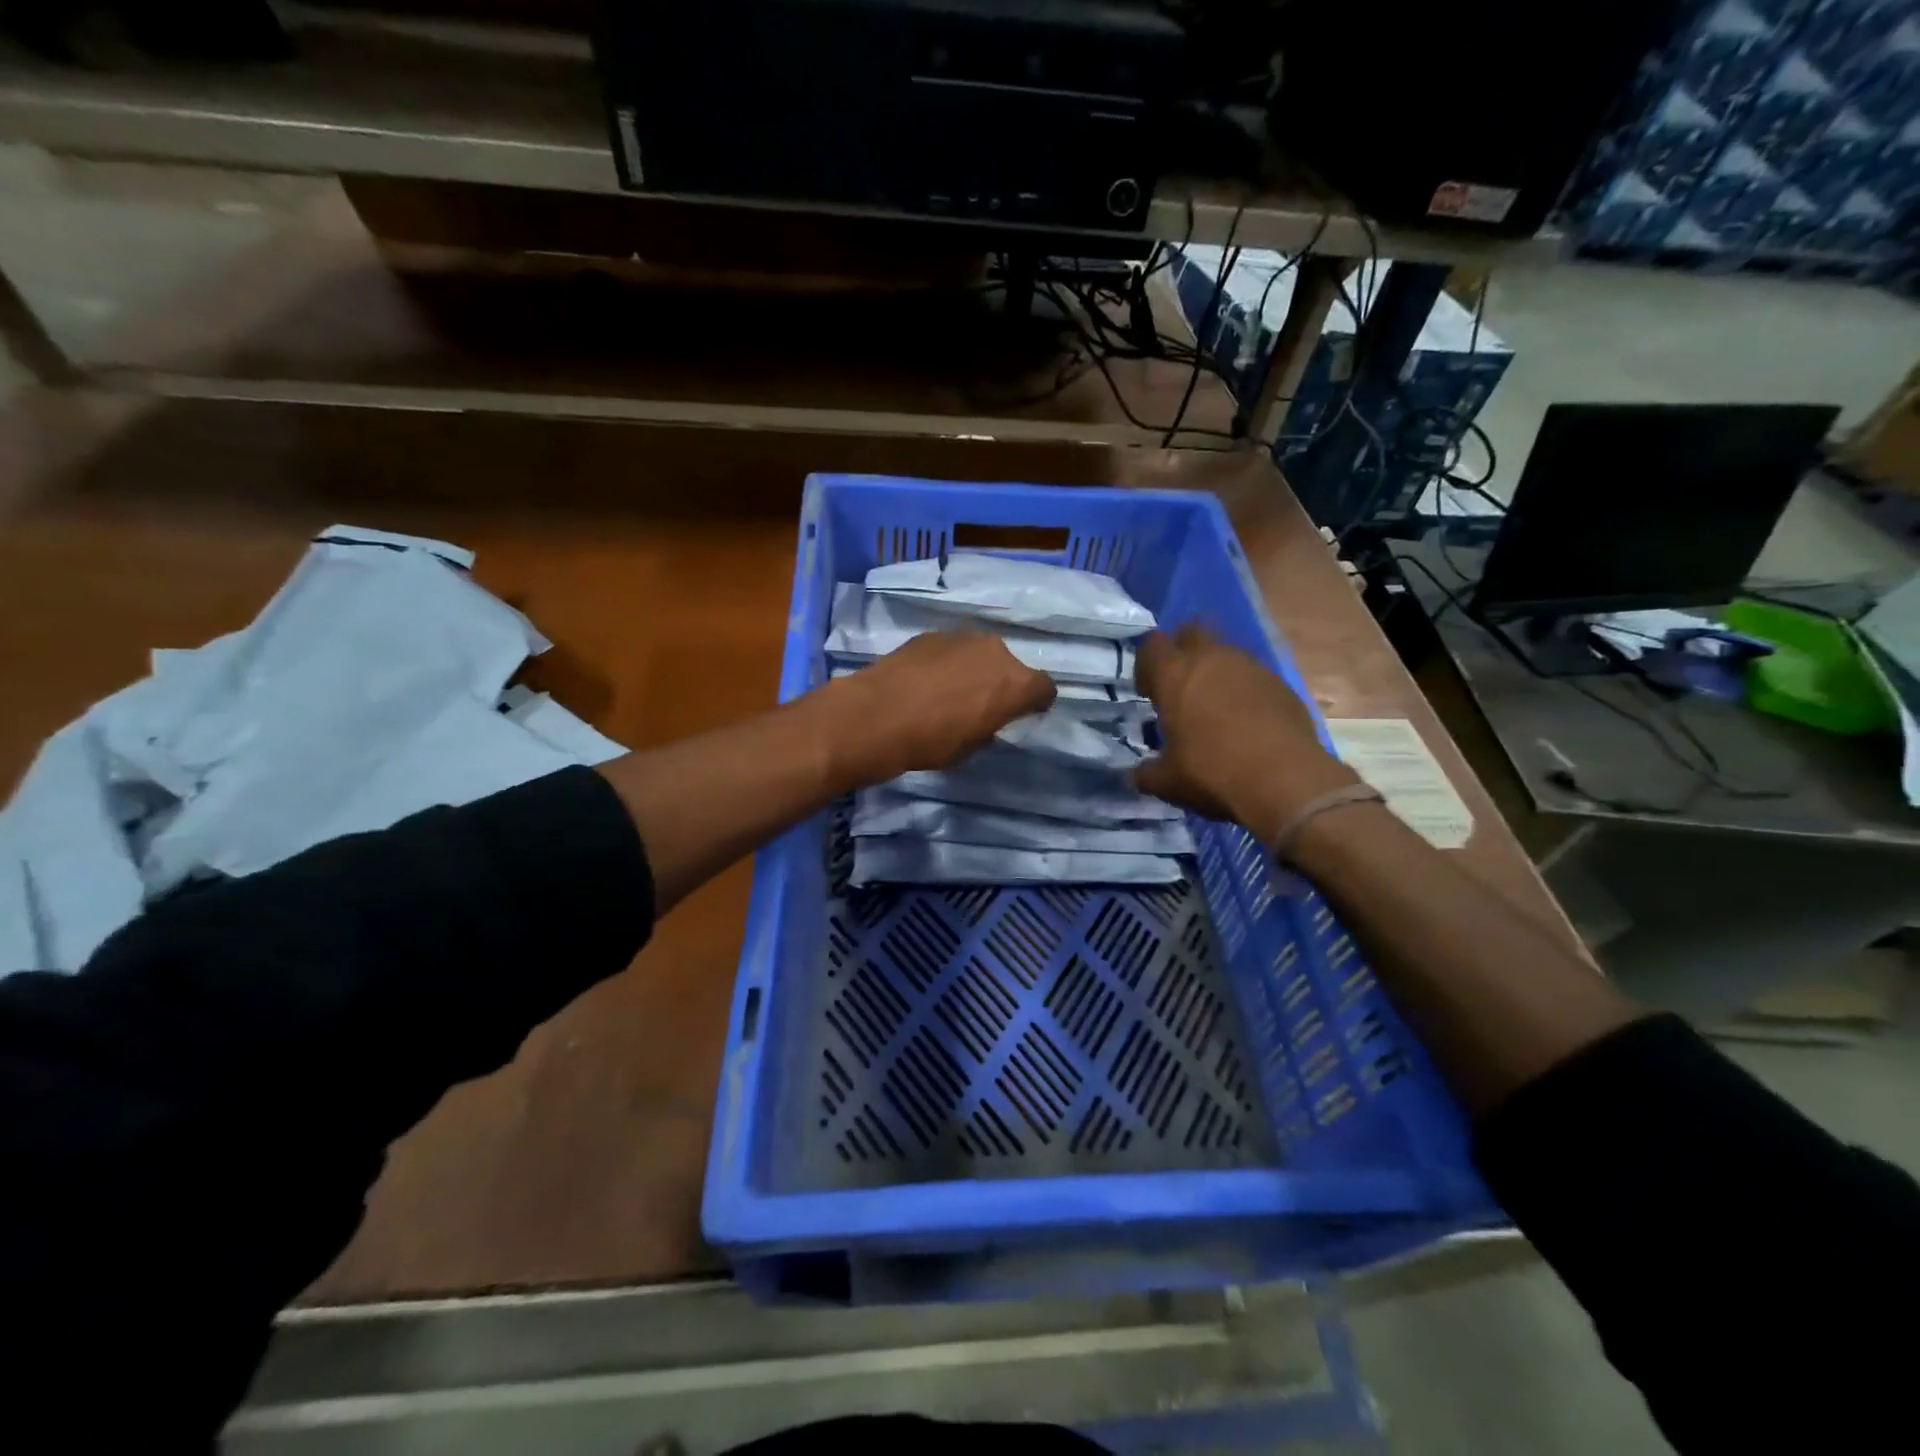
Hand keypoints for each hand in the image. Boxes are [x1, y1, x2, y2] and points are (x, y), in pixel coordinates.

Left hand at [816, 631, 1055, 789]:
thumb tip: (986, 718)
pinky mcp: (932, 634)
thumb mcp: (972, 746)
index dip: (1036, 702)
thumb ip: (990, 725)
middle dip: (1002, 682)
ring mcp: (963, 637)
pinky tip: (925, 681)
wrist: (877, 715)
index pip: (1044, 688)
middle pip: (1011, 666)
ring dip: (974, 669)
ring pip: (980, 653)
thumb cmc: (931, 741)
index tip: (1024, 713)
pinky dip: (946, 662)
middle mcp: (996, 651)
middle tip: (982, 704)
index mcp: (1016, 683)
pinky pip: (951, 649)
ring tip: (950, 691)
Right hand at [1133, 624, 1358, 842]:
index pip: (1153, 645)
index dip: (1148, 664)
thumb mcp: (1167, 781)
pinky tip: (1248, 723)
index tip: (1150, 692)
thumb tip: (1136, 776)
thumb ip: (1146, 773)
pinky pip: (1255, 676)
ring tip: (1216, 709)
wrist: (1285, 780)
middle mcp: (1213, 659)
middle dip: (1183, 651)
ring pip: (1227, 653)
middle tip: (1181, 687)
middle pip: (1192, 631)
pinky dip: (1246, 691)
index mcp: (1175, 674)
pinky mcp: (1281, 683)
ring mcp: (1251, 667)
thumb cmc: (1212, 772)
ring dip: (1217, 671)